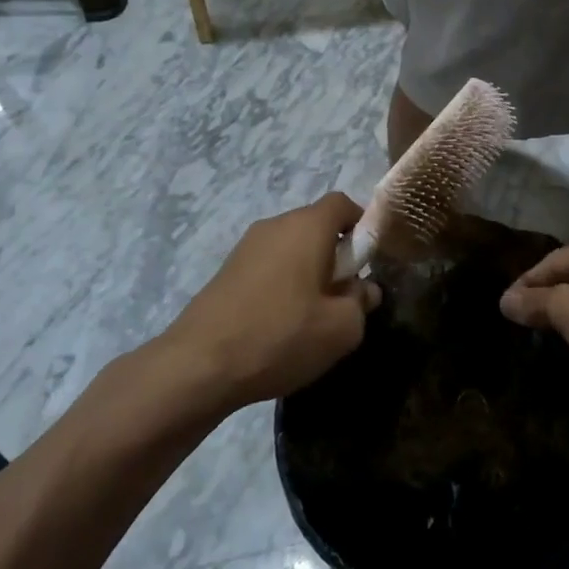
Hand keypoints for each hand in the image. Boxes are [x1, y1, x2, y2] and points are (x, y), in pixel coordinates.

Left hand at [168, 193, 379, 407]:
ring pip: (290, 247)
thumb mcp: (341, 328)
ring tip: (312, 315)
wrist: (200, 364)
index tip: (369, 261)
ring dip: (308, 271)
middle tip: (344, 296)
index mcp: (306, 226)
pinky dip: (282, 283)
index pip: (342, 204)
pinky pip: (268, 265)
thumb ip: (362, 302)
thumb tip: (364, 289)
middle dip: (336, 254)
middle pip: (316, 225)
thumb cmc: (281, 336)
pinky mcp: (227, 270)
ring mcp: (246, 247)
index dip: (362, 225)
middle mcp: (275, 225)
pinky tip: (280, 323)